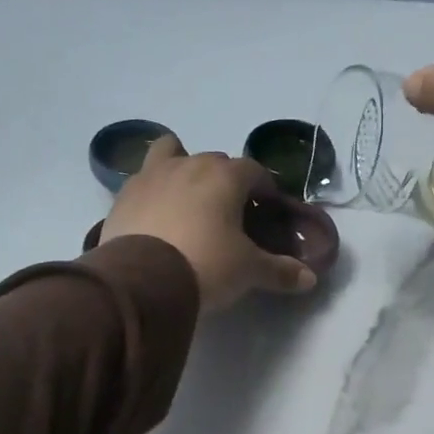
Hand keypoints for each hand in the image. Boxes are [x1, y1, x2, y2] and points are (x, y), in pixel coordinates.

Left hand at [101, 135, 317, 310]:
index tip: (268, 208)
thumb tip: (310, 279)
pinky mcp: (123, 195)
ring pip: (171, 153)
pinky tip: (157, 216)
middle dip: (226, 181)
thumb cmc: (206, 265)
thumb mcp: (249, 271)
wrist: (142, 281)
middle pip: (215, 161)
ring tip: (187, 198)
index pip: (254, 171)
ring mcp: (151, 175)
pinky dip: (154, 191)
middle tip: (231, 212)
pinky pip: (144, 180)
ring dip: (183, 166)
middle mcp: (189, 165)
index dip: (264, 188)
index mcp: (225, 176)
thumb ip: (280, 271)